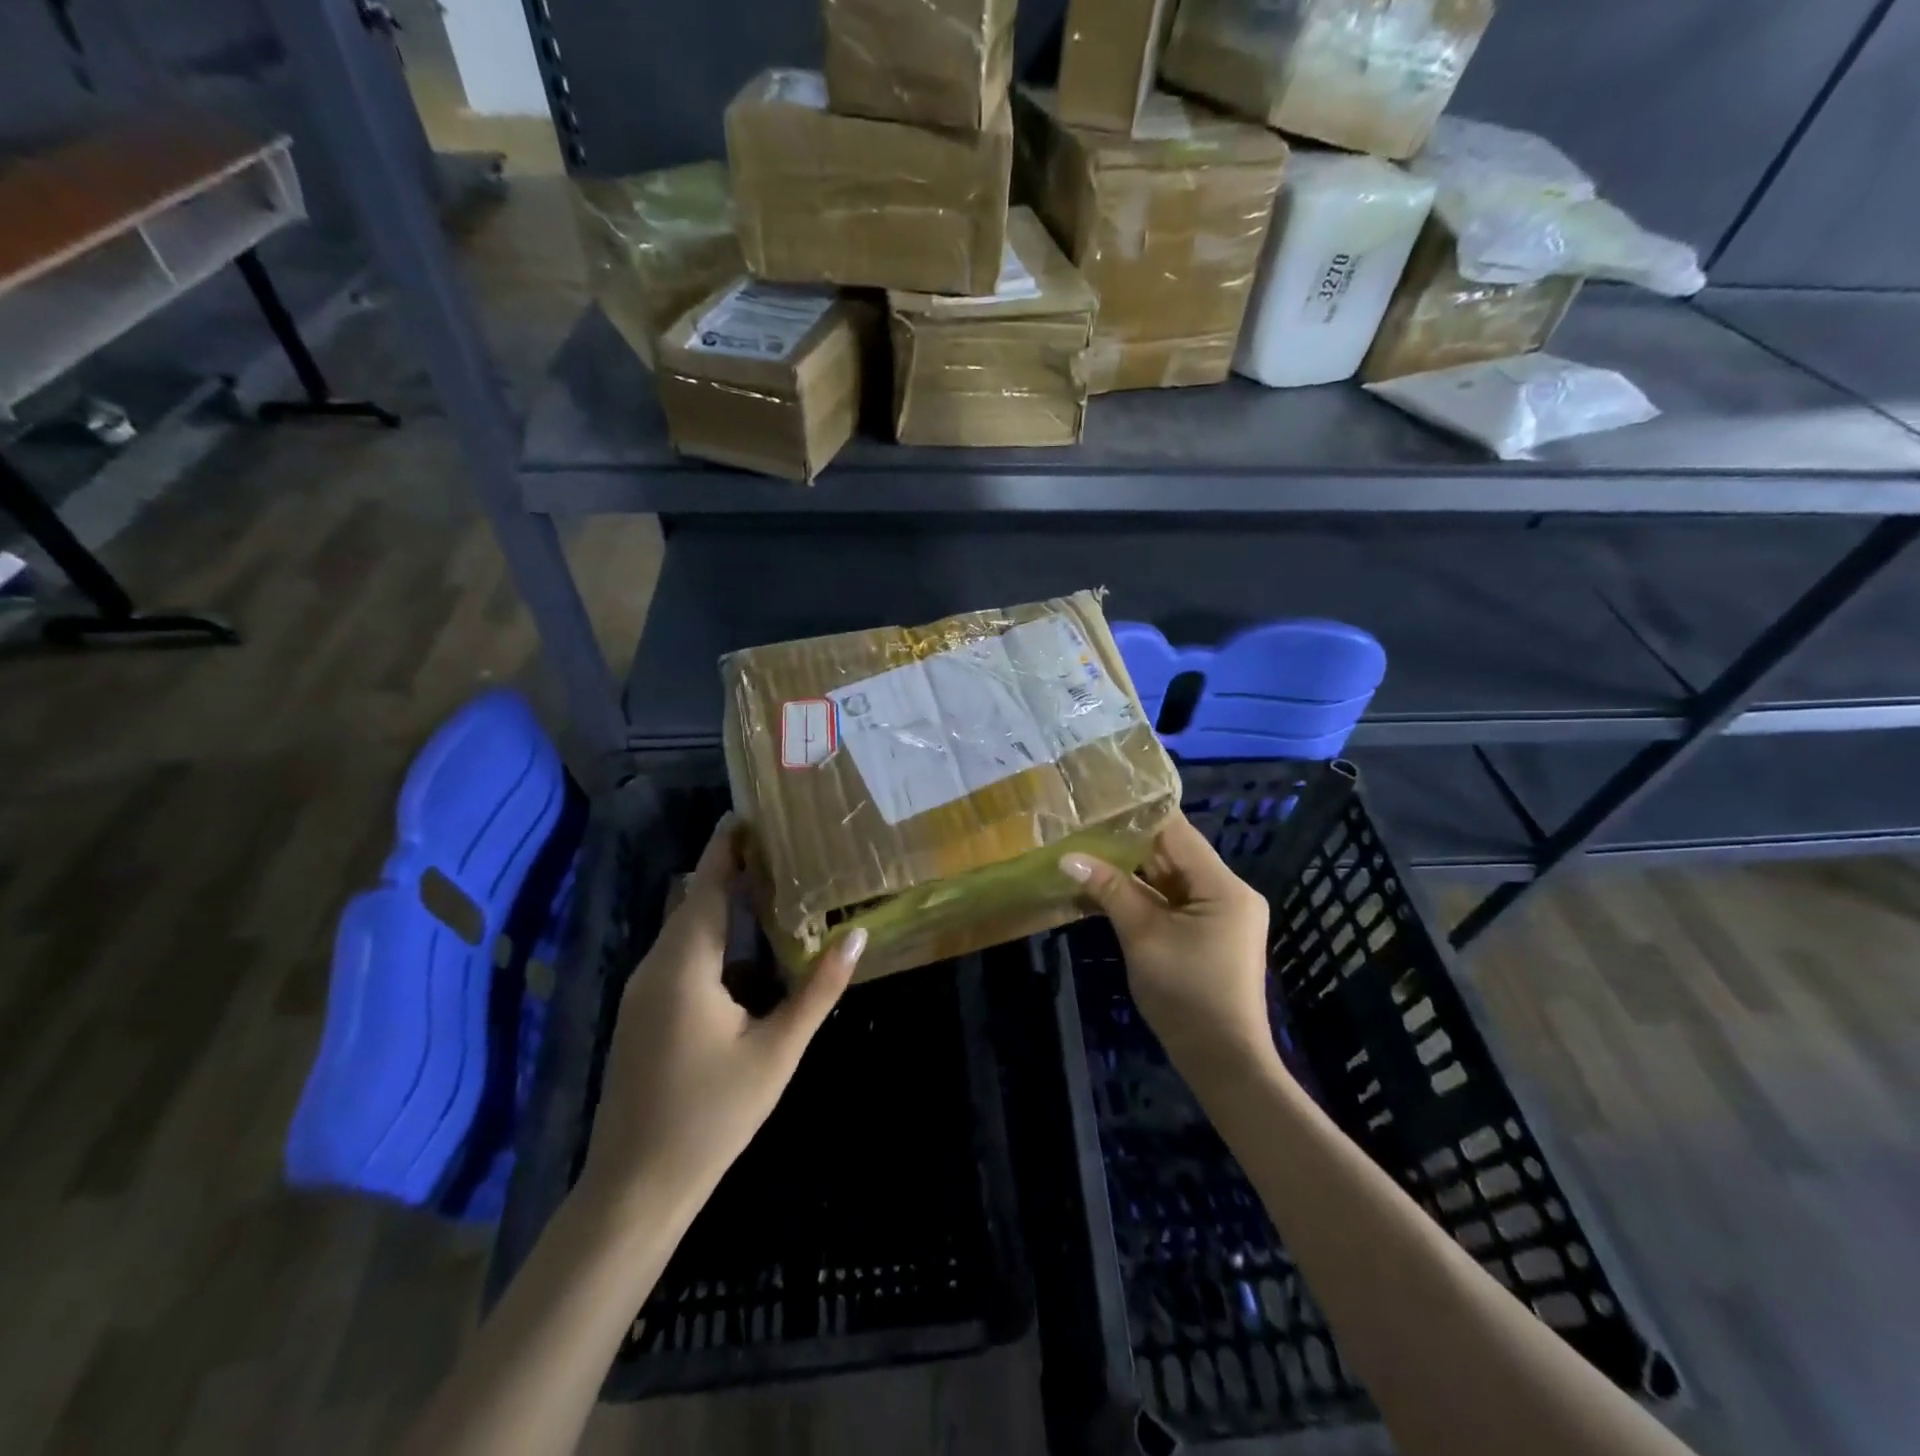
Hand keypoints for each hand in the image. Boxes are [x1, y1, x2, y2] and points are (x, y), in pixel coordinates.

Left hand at [578, 816, 865, 1218]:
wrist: (635, 1188)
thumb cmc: (712, 1115)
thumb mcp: (776, 1051)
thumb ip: (817, 990)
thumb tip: (856, 936)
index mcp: (684, 965)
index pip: (705, 885)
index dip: (726, 848)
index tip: (751, 814)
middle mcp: (654, 967)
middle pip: (692, 902)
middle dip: (729, 871)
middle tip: (780, 850)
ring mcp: (641, 992)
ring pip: (684, 932)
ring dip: (720, 908)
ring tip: (770, 891)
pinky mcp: (641, 1015)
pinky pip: (678, 958)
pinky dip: (710, 940)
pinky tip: (744, 956)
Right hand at [1061, 816, 1275, 1088]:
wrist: (1223, 1061)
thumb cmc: (1186, 994)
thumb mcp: (1143, 937)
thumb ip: (1110, 891)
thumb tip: (1068, 857)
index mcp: (1223, 886)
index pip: (1178, 832)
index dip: (1141, 813)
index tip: (1103, 797)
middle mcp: (1228, 892)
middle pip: (1175, 854)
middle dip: (1130, 842)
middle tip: (1086, 822)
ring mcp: (1220, 914)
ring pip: (1171, 879)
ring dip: (1134, 870)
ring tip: (1088, 846)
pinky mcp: (1209, 934)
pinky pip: (1173, 902)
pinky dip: (1144, 895)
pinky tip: (1108, 885)